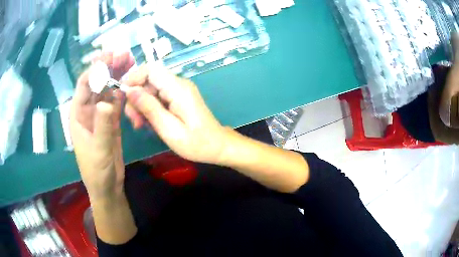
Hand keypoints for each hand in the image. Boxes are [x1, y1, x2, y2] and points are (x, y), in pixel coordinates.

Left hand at [70, 52, 133, 199]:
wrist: (107, 185)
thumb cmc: (97, 170)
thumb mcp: (99, 150)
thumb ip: (103, 126)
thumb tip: (107, 101)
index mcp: (78, 114)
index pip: (84, 86)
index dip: (96, 70)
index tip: (109, 57)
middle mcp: (87, 110)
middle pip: (97, 83)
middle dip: (108, 67)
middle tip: (123, 53)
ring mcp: (100, 115)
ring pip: (107, 89)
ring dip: (117, 75)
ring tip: (129, 61)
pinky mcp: (110, 121)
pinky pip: (116, 101)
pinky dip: (122, 91)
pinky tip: (130, 82)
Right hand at [124, 63, 229, 163]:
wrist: (218, 146)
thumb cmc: (196, 143)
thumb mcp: (169, 129)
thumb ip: (149, 108)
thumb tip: (130, 90)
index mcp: (178, 88)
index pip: (151, 69)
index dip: (133, 78)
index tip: (123, 96)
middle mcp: (178, 84)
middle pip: (148, 80)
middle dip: (136, 98)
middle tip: (134, 121)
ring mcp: (179, 90)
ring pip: (151, 89)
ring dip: (141, 106)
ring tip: (141, 126)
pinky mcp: (178, 98)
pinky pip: (158, 97)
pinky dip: (150, 108)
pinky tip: (149, 123)